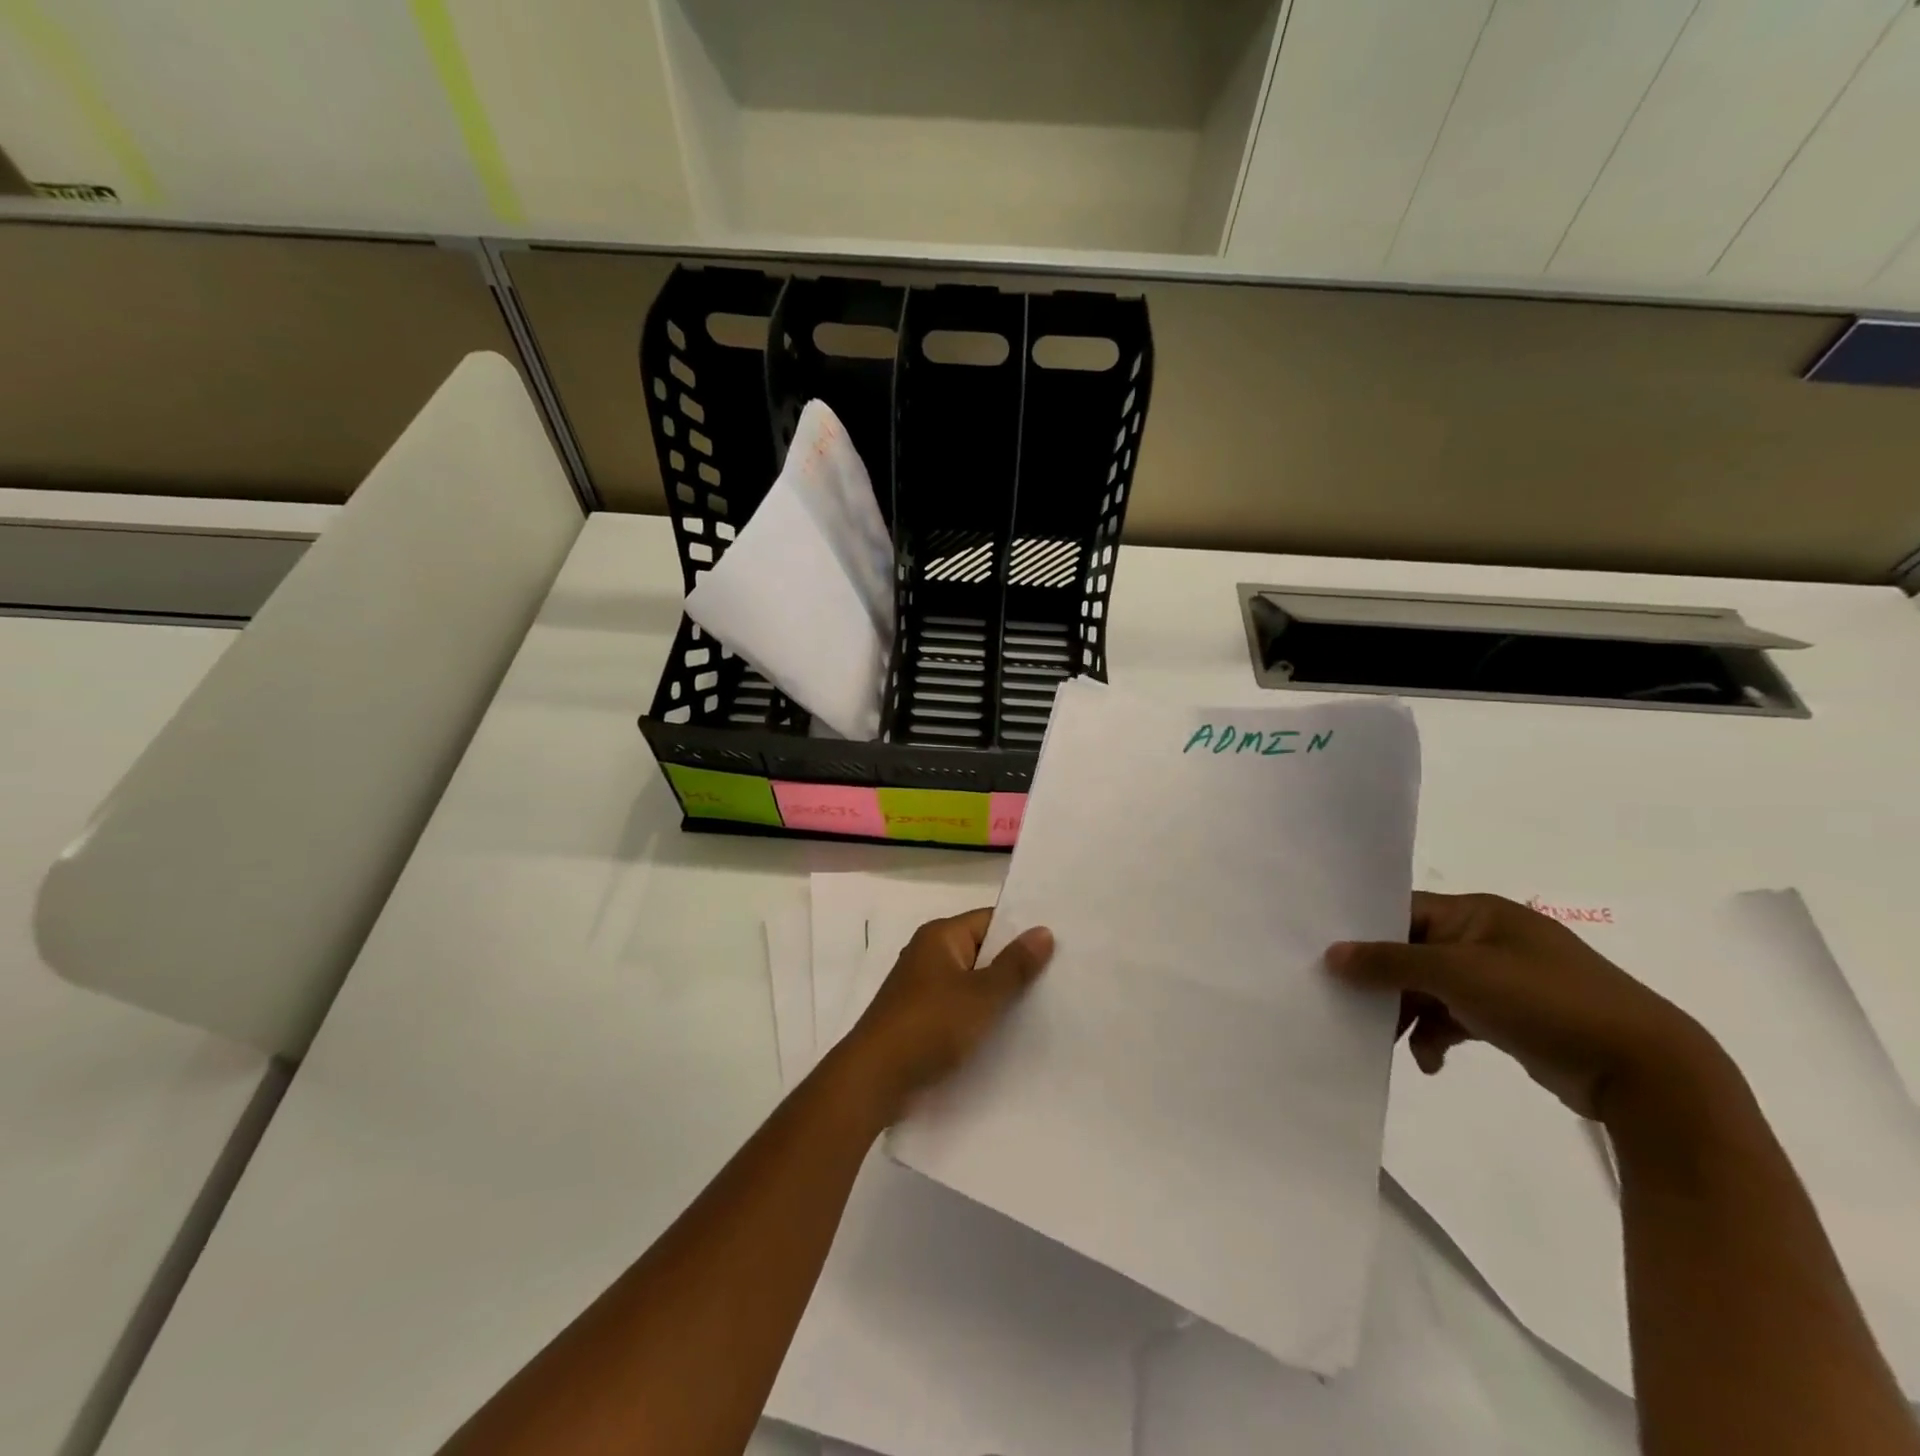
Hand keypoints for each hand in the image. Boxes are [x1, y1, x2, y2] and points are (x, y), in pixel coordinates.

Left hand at [837, 910, 1053, 1125]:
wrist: (875, 1078)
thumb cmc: (929, 1026)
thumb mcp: (981, 995)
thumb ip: (1014, 965)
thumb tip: (1044, 931)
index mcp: (940, 936)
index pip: (991, 920)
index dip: (1023, 931)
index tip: (1060, 946)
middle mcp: (929, 953)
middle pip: (982, 950)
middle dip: (1014, 965)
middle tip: (1060, 978)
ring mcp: (922, 987)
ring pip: (971, 982)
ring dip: (998, 994)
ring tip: (1043, 1007)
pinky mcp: (920, 1017)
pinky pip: (959, 1006)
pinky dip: (980, 1015)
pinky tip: (1008, 1033)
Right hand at [1327, 891, 1723, 1122]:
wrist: (1645, 1071)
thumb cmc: (1544, 1002)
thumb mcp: (1457, 975)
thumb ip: (1389, 962)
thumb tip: (1332, 954)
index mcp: (1478, 913)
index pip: (1403, 911)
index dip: (1366, 931)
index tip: (1330, 957)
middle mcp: (1488, 939)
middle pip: (1413, 951)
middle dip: (1383, 981)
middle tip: (1351, 1005)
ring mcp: (1503, 979)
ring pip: (1431, 988)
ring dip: (1408, 1014)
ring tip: (1390, 1042)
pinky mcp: (1513, 1018)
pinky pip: (1457, 1018)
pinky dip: (1438, 1036)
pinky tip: (1431, 1063)